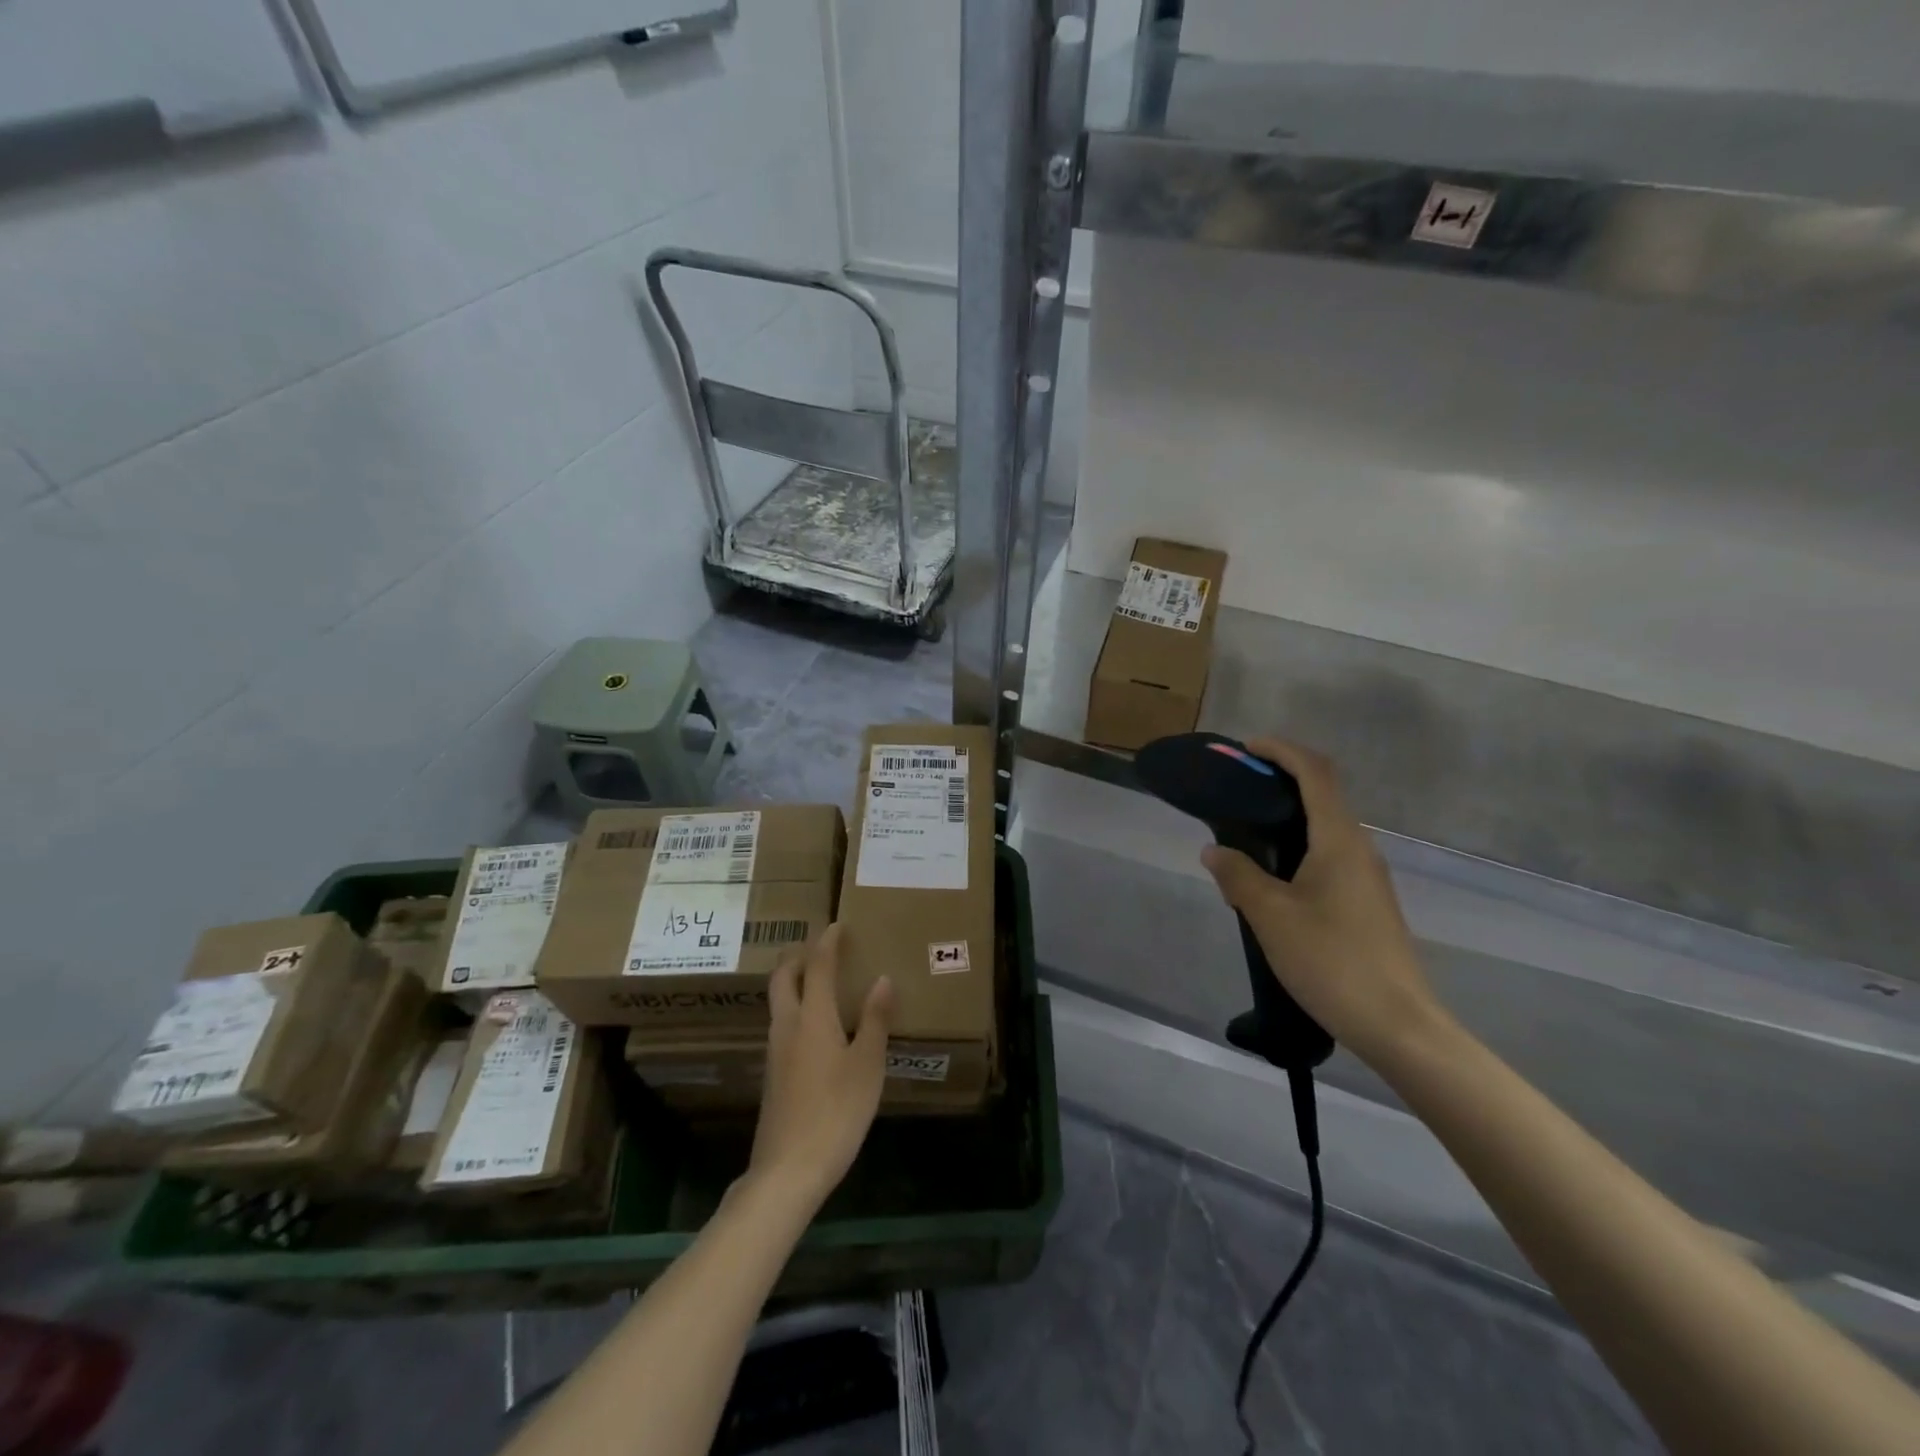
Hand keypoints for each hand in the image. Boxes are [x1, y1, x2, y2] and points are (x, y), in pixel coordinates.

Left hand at [748, 924, 893, 1210]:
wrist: (788, 1170)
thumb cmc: (836, 1112)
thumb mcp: (867, 1065)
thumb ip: (874, 1020)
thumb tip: (882, 979)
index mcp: (812, 1017)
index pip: (818, 966)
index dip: (827, 943)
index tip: (837, 926)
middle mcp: (787, 1026)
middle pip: (783, 978)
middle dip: (798, 956)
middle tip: (819, 947)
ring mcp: (775, 1051)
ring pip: (778, 1002)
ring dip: (794, 981)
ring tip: (818, 980)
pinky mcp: (773, 1075)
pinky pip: (782, 1024)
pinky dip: (795, 1008)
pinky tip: (814, 1027)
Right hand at [1200, 737, 1447, 1065]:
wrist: (1399, 1025)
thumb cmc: (1332, 961)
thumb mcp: (1271, 917)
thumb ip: (1238, 876)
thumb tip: (1214, 850)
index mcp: (1339, 841)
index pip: (1315, 773)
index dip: (1282, 751)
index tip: (1246, 749)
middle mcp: (1359, 849)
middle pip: (1323, 794)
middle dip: (1281, 780)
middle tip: (1238, 789)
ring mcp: (1367, 877)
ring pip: (1326, 828)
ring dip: (1289, 816)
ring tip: (1245, 833)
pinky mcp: (1367, 903)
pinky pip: (1329, 855)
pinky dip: (1298, 846)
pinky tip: (1272, 877)